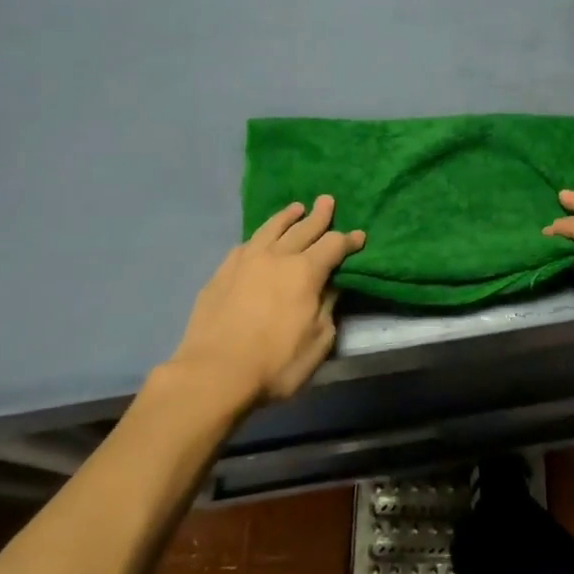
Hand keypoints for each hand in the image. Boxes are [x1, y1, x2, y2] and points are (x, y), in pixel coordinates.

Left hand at [167, 195, 365, 410]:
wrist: (214, 372)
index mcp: (305, 272)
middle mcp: (277, 257)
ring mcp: (245, 261)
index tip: (359, 236)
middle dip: (319, 215)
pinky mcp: (221, 272)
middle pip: (303, 228)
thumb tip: (331, 286)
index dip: (349, 240)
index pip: (333, 245)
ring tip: (296, 208)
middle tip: (327, 200)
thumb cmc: (275, 363)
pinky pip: (246, 245)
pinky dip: (260, 237)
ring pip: (271, 229)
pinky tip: (259, 240)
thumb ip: (327, 308)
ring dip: (286, 217)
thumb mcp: (317, 342)